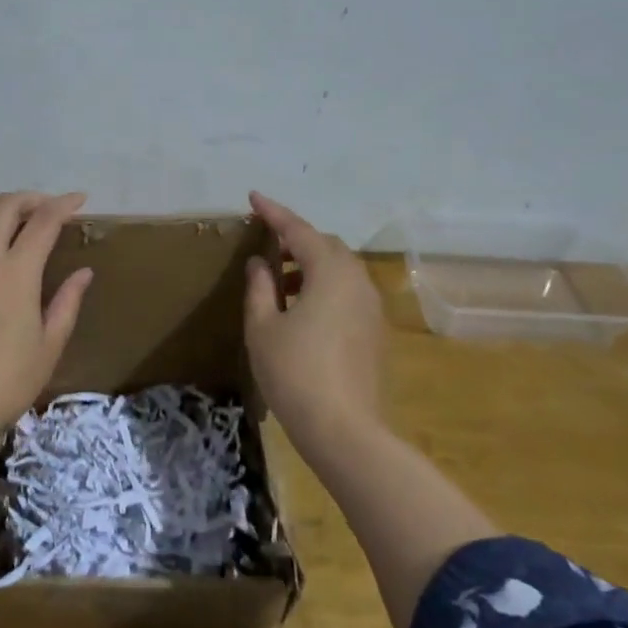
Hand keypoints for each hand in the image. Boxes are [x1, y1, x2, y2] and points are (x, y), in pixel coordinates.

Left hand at [0, 191, 95, 440]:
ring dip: (0, 226)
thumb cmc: (6, 382)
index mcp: (16, 272)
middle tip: (47, 209)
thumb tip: (83, 273)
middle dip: (29, 199)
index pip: (43, 220)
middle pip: (2, 207)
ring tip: (17, 244)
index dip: (63, 204)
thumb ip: (67, 303)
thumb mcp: (48, 346)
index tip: (79, 200)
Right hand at [243, 191, 385, 452]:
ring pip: (339, 270)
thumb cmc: (294, 373)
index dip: (274, 213)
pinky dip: (323, 287)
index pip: (299, 230)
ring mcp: (371, 307)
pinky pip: (347, 292)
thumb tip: (261, 262)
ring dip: (310, 265)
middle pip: (326, 246)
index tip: (253, 197)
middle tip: (266, 242)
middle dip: (295, 239)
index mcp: (330, 273)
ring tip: (278, 281)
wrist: (345, 430)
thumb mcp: (263, 327)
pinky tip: (300, 309)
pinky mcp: (374, 331)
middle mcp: (357, 282)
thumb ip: (260, 287)